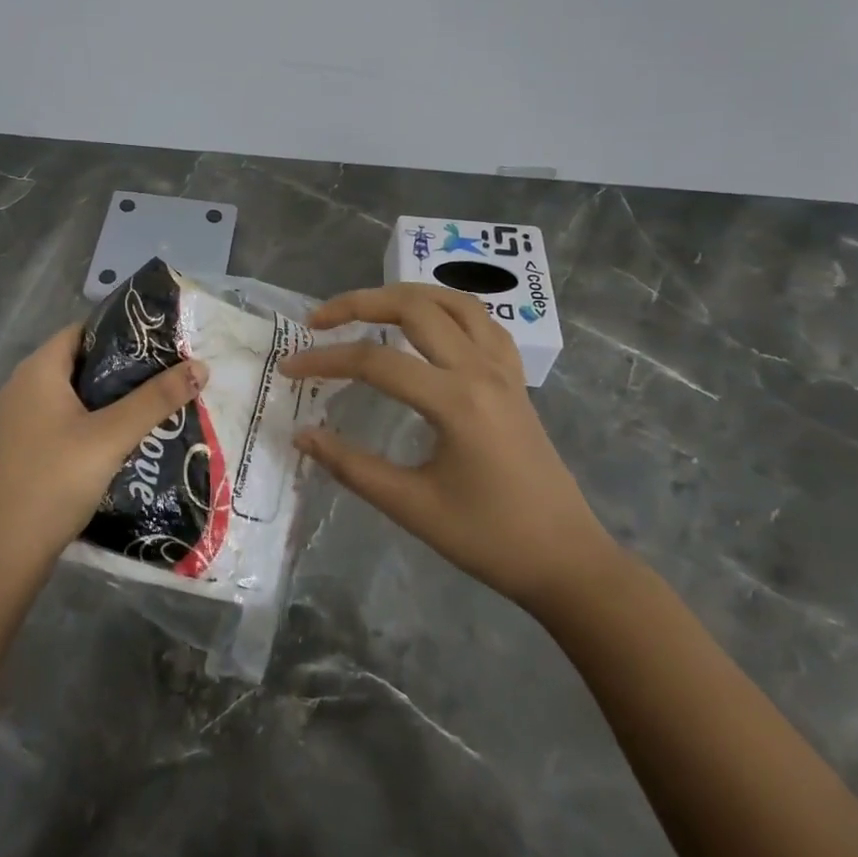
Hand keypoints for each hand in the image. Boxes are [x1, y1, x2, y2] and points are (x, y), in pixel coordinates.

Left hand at [0, 323, 207, 577]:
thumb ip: (155, 400)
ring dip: (104, 402)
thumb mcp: (111, 437)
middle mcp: (19, 387)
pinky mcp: (14, 451)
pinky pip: (55, 423)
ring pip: (67, 397)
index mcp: (38, 371)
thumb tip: (200, 366)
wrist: (0, 555)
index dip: (120, 334)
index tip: (159, 347)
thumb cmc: (54, 481)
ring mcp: (13, 421)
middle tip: (162, 381)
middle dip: (120, 371)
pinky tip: (113, 446)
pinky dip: (85, 426)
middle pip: (77, 364)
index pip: (82, 331)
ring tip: (148, 411)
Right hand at [279, 285, 617, 615]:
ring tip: (366, 308)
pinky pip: (481, 321)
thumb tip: (302, 434)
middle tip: (318, 321)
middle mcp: (480, 370)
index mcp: (455, 401)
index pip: (375, 362)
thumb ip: (351, 466)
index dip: (325, 360)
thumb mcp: (412, 507)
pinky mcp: (514, 378)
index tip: (289, 370)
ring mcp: (503, 369)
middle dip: (358, 303)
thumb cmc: (490, 538)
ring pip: (453, 302)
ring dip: (403, 295)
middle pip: (414, 307)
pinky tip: (425, 324)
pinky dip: (445, 309)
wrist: (568, 561)